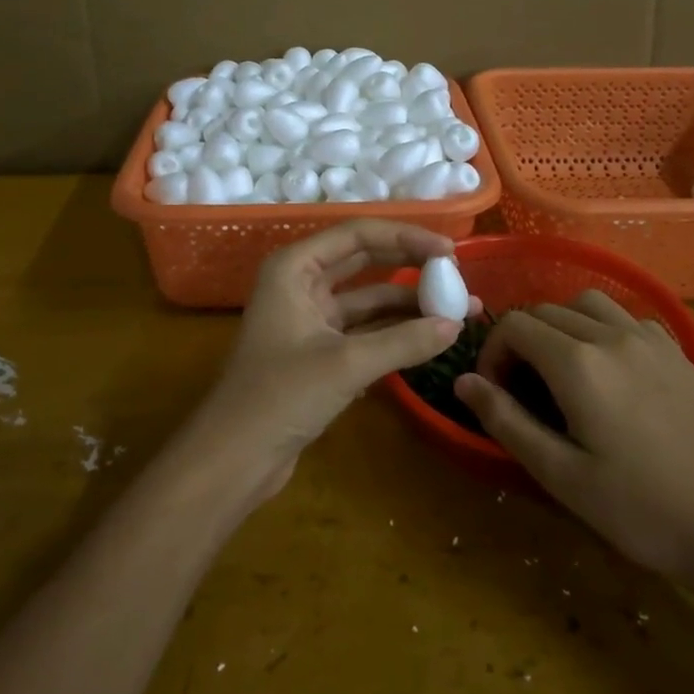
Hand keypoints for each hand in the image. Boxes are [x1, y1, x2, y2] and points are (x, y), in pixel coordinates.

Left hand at [181, 221, 474, 500]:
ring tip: (460, 310)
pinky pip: (364, 330)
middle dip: (411, 265)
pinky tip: (431, 337)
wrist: (233, 458)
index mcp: (294, 267)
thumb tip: (456, 325)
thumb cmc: (280, 396)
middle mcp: (301, 283)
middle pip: (365, 261)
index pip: (358, 235)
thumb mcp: (346, 364)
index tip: (450, 251)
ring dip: (409, 304)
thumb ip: (404, 342)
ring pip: (368, 299)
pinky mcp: (319, 351)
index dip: (406, 237)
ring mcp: (310, 318)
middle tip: (457, 274)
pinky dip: (395, 333)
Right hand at [455, 291, 693, 585]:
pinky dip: (603, 328)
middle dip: (521, 340)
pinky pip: (627, 317)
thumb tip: (463, 382)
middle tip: (523, 389)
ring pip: (587, 302)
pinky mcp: (677, 352)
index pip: (515, 326)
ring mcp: (650, 339)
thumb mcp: (560, 474)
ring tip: (562, 368)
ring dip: (562, 324)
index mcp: (578, 363)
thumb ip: (506, 420)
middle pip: (546, 310)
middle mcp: (611, 335)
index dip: (493, 353)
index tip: (496, 392)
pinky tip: (611, 369)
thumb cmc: (638, 509)